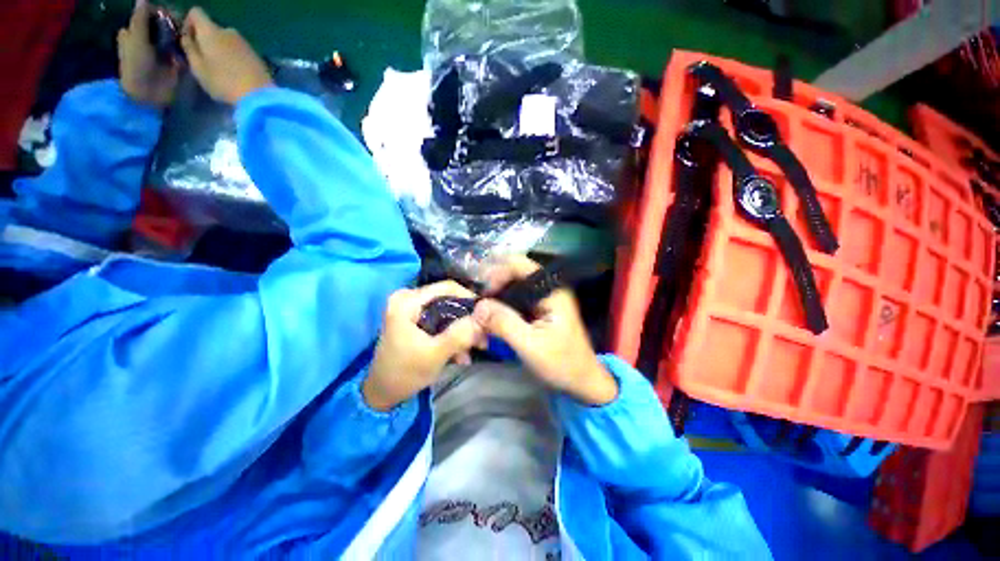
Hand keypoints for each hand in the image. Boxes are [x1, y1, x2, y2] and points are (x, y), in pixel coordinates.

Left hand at [118, 0, 179, 107]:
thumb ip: (139, 19)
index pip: (148, 15)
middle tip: (179, 24)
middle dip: (170, 23)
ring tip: (186, 34)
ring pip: (172, 35)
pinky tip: (189, 45)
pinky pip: (181, 49)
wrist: (148, 94)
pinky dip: (185, 46)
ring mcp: (162, 51)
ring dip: (179, 34)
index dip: (158, 12)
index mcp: (135, 33)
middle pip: (161, 24)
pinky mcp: (175, 62)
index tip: (168, 14)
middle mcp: (148, 39)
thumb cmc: (136, 66)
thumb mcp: (135, 39)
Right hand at [180, 7, 273, 103]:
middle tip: (203, 60)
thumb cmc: (223, 81)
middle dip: (205, 39)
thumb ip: (189, 49)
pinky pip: (238, 50)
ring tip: (220, 69)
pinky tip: (235, 73)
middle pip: (211, 28)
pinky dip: (233, 57)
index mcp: (210, 30)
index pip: (196, 12)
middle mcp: (228, 31)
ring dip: (220, 49)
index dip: (189, 23)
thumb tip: (186, 37)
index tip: (189, 41)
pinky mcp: (256, 54)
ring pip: (226, 39)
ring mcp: (244, 42)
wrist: (260, 95)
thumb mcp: (198, 67)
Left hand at [363, 282, 486, 410]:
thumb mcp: (435, 355)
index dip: (470, 299)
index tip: (486, 316)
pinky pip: (441, 319)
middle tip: (483, 337)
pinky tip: (461, 353)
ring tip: (475, 349)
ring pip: (447, 311)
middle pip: (449, 299)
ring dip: (462, 330)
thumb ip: (459, 335)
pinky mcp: (415, 319)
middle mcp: (408, 298)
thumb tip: (483, 316)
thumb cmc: (405, 373)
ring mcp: (411, 308)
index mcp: (407, 301)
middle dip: (468, 319)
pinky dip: (452, 334)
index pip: (447, 287)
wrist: (383, 393)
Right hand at [473, 256, 617, 405]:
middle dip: (494, 286)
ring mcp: (543, 298)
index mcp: (552, 290)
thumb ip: (504, 323)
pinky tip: (492, 318)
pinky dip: (502, 306)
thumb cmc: (562, 363)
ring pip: (513, 287)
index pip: (520, 265)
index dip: (498, 273)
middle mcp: (548, 288)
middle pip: (514, 273)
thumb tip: (478, 306)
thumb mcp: (530, 345)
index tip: (483, 294)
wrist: (582, 381)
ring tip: (481, 313)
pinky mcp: (539, 309)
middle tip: (478, 306)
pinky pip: (516, 300)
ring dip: (496, 297)